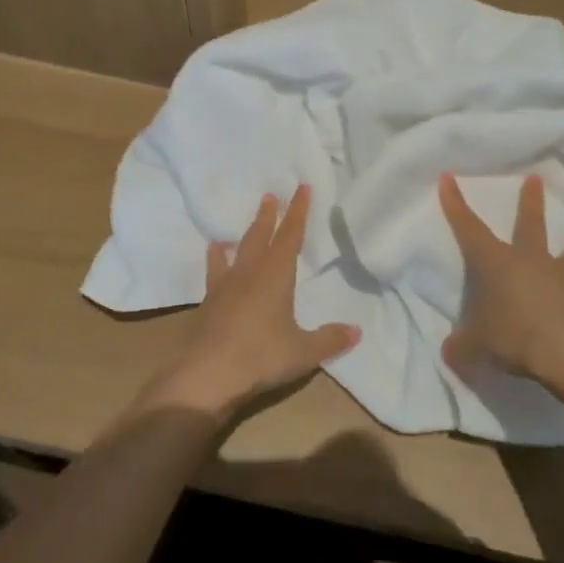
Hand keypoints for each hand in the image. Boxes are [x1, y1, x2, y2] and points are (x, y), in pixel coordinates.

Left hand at [143, 185, 360, 423]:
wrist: (207, 374)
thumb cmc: (261, 356)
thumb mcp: (303, 352)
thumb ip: (329, 339)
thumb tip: (356, 331)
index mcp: (276, 275)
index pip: (290, 235)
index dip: (298, 212)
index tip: (302, 188)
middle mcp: (249, 273)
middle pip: (260, 236)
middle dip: (268, 216)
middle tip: (270, 196)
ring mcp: (225, 286)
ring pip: (236, 251)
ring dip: (242, 235)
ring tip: (238, 226)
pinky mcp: (208, 303)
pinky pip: (214, 272)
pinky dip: (216, 260)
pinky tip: (213, 256)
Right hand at [439, 171, 563, 382]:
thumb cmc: (512, 337)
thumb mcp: (474, 346)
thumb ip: (461, 345)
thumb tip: (450, 351)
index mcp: (493, 262)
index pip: (468, 227)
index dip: (456, 203)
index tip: (448, 177)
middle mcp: (525, 261)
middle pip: (528, 224)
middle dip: (529, 201)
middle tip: (536, 178)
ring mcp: (556, 278)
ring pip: (562, 254)